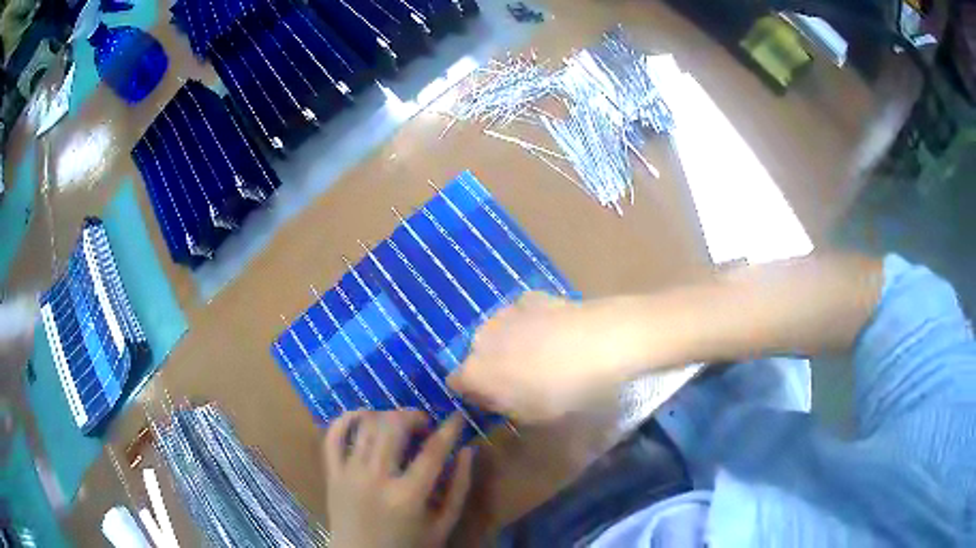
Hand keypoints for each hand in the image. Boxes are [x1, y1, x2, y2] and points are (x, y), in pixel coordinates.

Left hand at [324, 411, 473, 547]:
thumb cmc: (408, 545)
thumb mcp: (443, 524)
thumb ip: (459, 488)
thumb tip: (467, 450)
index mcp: (408, 496)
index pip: (432, 451)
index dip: (450, 428)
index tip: (458, 416)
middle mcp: (375, 479)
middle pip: (394, 427)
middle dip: (414, 416)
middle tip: (425, 425)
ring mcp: (349, 474)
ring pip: (366, 426)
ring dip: (386, 416)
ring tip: (399, 426)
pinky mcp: (331, 474)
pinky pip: (332, 436)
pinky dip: (346, 419)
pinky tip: (363, 417)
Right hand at [449, 292, 642, 422]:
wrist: (598, 344)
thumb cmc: (562, 391)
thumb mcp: (530, 414)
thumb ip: (504, 406)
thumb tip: (496, 397)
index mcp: (475, 372)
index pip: (457, 383)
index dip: (474, 392)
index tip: (494, 400)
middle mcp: (480, 339)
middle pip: (476, 354)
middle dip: (492, 365)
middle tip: (520, 378)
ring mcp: (503, 313)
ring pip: (497, 332)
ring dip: (509, 342)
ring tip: (541, 353)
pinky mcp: (528, 297)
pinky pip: (520, 314)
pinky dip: (530, 322)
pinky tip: (554, 330)